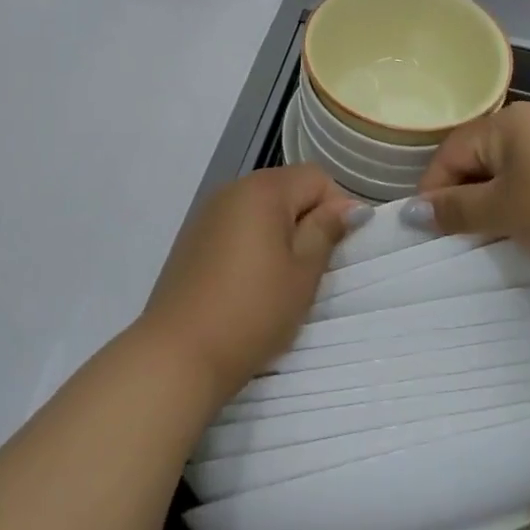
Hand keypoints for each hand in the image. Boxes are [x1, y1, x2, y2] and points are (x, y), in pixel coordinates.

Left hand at [138, 166, 367, 404]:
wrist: (179, 352)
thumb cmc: (253, 311)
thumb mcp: (302, 273)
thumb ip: (326, 231)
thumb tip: (351, 205)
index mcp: (263, 190)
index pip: (316, 177)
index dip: (336, 208)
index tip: (338, 251)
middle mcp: (233, 189)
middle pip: (287, 188)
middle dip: (307, 220)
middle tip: (312, 270)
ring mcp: (208, 212)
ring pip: (261, 209)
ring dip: (280, 233)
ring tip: (281, 280)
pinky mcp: (193, 237)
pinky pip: (236, 226)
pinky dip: (252, 243)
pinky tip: (249, 283)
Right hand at [414, 101, 529, 278]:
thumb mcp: (502, 212)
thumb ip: (454, 209)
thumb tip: (412, 212)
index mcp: (506, 122)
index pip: (451, 151)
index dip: (434, 189)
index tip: (427, 227)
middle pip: (477, 157)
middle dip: (463, 196)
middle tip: (458, 235)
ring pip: (504, 170)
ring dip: (491, 202)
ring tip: (491, 235)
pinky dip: (519, 201)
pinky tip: (525, 227)